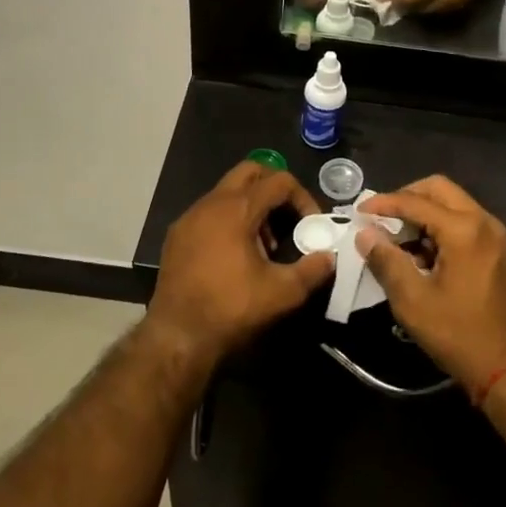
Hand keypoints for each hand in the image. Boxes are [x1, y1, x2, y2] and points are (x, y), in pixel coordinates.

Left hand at [146, 162, 332, 373]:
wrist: (177, 335)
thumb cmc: (231, 308)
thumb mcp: (282, 293)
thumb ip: (312, 270)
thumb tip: (329, 258)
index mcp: (237, 208)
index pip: (279, 181)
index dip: (302, 197)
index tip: (312, 225)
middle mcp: (211, 202)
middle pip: (250, 171)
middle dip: (274, 188)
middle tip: (289, 217)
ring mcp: (189, 217)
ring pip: (227, 192)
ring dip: (252, 206)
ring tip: (265, 244)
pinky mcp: (177, 234)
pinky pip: (209, 211)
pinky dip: (229, 220)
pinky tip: (235, 255)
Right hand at [355, 176, 505, 399]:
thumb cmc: (459, 335)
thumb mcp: (413, 301)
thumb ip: (387, 261)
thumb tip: (365, 234)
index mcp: (465, 230)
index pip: (416, 201)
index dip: (384, 203)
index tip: (360, 211)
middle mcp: (485, 222)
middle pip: (440, 189)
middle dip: (407, 197)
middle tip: (382, 217)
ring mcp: (497, 235)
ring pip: (454, 204)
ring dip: (425, 212)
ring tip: (399, 239)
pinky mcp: (501, 251)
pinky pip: (467, 222)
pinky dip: (442, 226)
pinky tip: (424, 253)